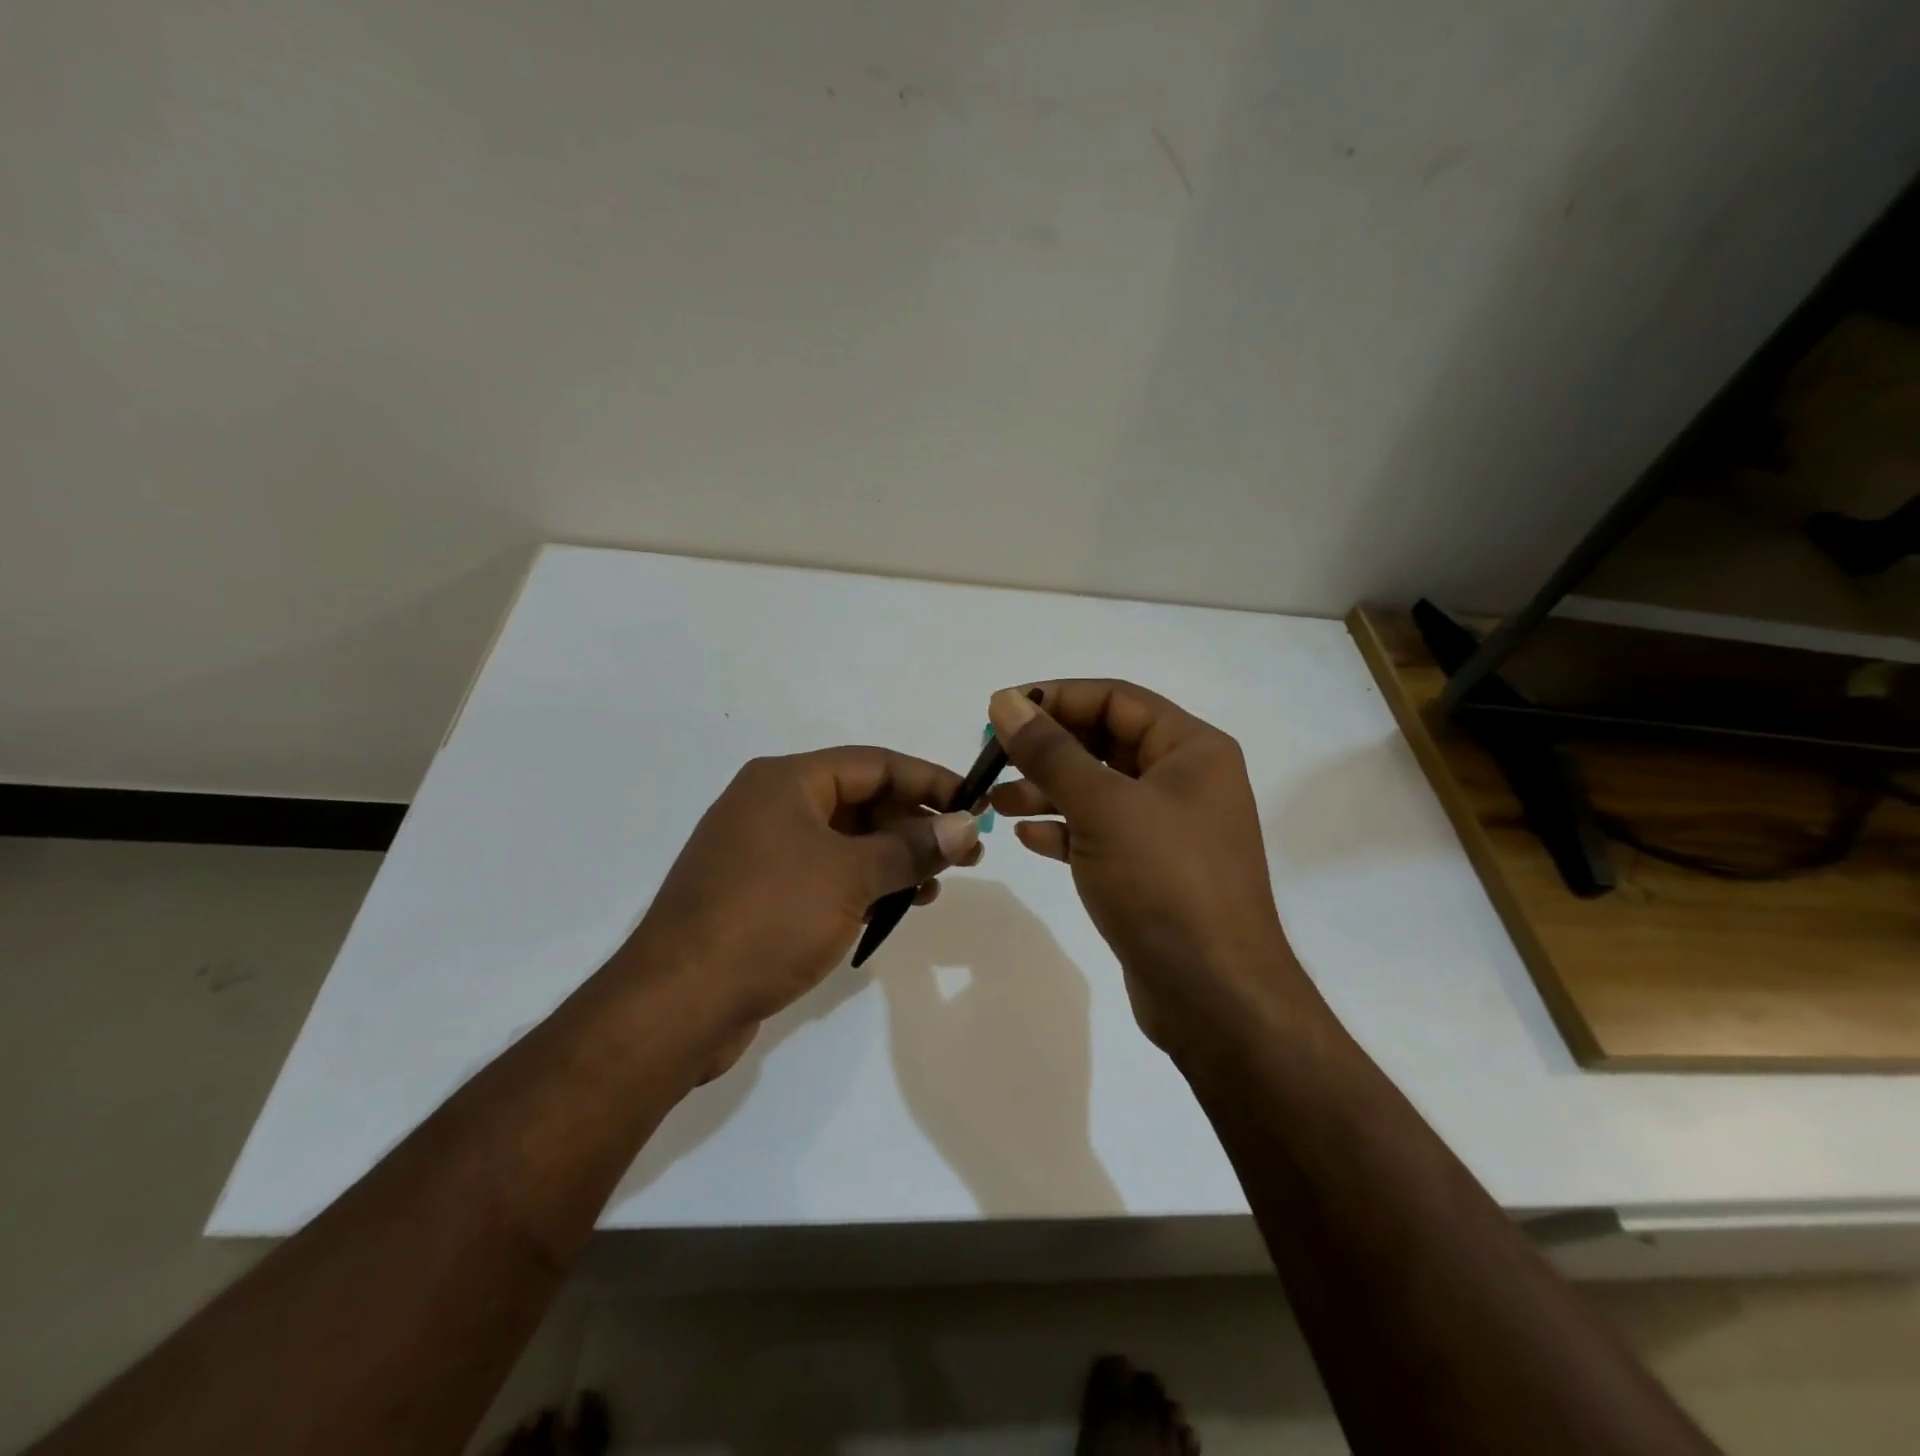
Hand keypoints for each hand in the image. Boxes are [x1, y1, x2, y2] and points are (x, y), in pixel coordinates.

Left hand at [618, 747, 980, 1079]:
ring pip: (845, 841)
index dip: (929, 781)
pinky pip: (825, 874)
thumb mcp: (851, 877)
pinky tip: (896, 907)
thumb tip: (967, 824)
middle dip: (916, 825)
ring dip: (894, 858)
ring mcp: (762, 851)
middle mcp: (771, 806)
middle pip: (860, 801)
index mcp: (785, 781)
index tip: (975, 804)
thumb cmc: (769, 919)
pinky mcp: (760, 894)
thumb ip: (912, 847)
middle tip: (966, 853)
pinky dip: (863, 884)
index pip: (874, 765)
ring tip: (937, 886)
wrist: (677, 1003)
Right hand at [985, 681, 1310, 1052]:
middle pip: (1105, 743)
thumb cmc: (1164, 883)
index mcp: (1192, 750)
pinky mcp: (1151, 870)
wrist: (1214, 996)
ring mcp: (1169, 828)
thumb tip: (1007, 702)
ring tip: (994, 801)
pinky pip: (1100, 833)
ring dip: (1046, 790)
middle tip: (991, 757)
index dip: (1056, 698)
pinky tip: (1027, 837)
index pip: (1116, 699)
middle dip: (1047, 748)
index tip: (1001, 709)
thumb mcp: (1103, 808)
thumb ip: (1051, 752)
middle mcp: (1185, 781)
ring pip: (1098, 791)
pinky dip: (1064, 830)